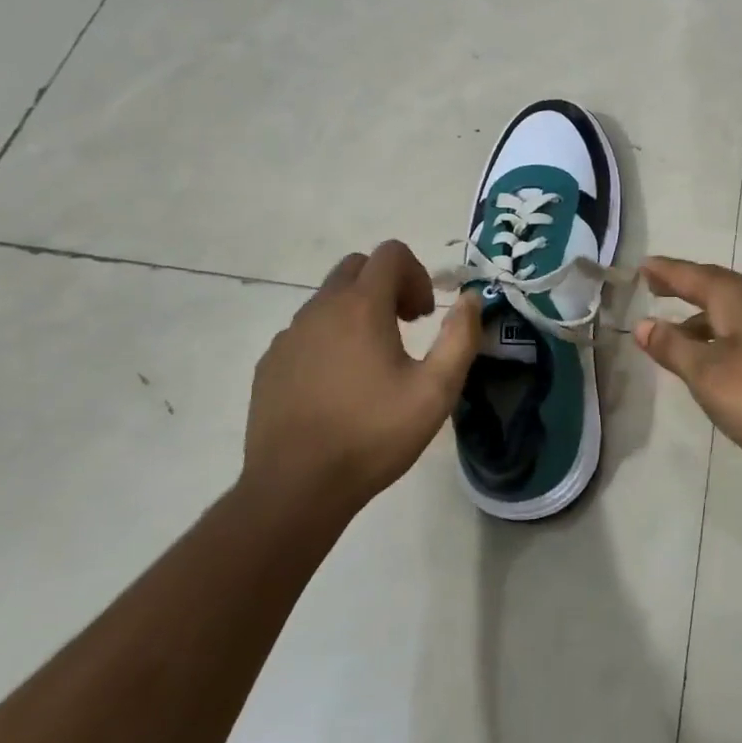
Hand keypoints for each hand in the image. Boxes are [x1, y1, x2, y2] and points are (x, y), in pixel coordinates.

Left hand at [242, 240, 480, 511]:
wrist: (296, 489)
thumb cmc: (373, 436)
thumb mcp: (436, 391)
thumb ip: (460, 337)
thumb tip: (471, 298)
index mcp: (361, 307)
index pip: (390, 254)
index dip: (417, 274)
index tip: (424, 317)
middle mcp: (320, 309)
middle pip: (357, 268)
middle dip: (387, 286)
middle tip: (406, 328)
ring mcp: (289, 335)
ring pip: (329, 299)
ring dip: (358, 312)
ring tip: (374, 362)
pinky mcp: (270, 363)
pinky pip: (306, 331)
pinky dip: (329, 339)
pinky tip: (338, 386)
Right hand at [634, 257, 741, 482]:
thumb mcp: (710, 376)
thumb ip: (673, 348)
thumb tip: (643, 323)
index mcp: (738, 296)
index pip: (690, 274)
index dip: (663, 271)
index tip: (641, 266)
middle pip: (715, 287)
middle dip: (683, 290)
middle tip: (655, 291)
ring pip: (735, 310)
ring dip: (704, 318)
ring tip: (679, 335)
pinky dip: (726, 334)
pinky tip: (722, 360)